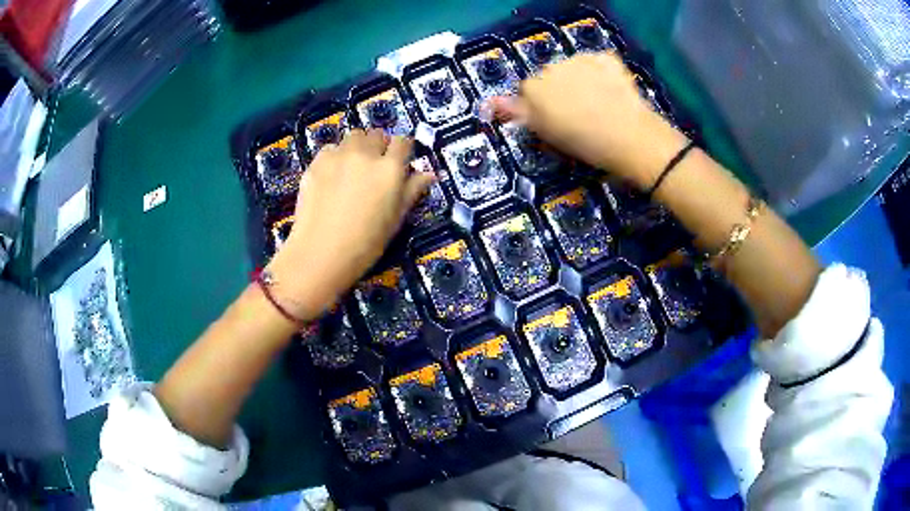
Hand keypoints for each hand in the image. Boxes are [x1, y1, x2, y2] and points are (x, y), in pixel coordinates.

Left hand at [265, 130, 433, 320]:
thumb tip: (429, 174)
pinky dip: (336, 156)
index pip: (403, 141)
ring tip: (353, 168)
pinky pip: (331, 148)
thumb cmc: (365, 243)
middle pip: (376, 134)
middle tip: (375, 167)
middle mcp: (365, 154)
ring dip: (357, 146)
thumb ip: (412, 191)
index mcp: (390, 169)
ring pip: (353, 137)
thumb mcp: (396, 219)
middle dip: (379, 146)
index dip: (402, 149)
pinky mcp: (316, 162)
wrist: (320, 253)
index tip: (399, 160)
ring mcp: (338, 156)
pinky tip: (332, 176)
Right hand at [488, 53, 688, 189]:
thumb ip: (518, 113)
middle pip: (550, 75)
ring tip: (599, 103)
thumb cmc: (583, 143)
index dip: (542, 105)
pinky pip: (598, 62)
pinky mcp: (605, 58)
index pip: (528, 90)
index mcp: (533, 88)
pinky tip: (612, 90)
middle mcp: (552, 67)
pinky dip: (603, 72)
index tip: (556, 119)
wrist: (629, 137)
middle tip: (579, 113)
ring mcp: (580, 59)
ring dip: (581, 78)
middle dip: (560, 89)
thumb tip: (491, 102)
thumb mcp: (546, 133)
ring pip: (574, 67)